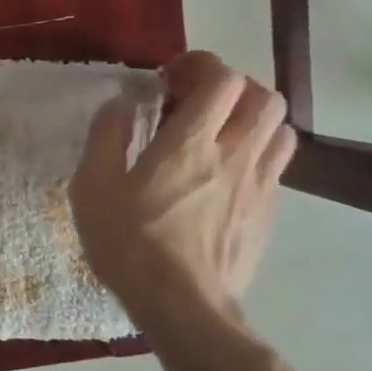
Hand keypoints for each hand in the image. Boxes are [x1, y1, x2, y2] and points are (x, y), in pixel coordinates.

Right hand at [69, 51, 295, 325]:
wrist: (182, 306)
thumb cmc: (130, 243)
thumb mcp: (92, 187)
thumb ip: (106, 137)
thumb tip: (120, 104)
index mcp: (191, 143)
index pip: (221, 79)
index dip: (199, 65)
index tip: (170, 78)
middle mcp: (235, 154)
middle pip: (263, 96)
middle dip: (231, 87)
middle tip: (195, 102)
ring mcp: (260, 185)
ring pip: (279, 128)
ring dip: (250, 118)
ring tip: (217, 133)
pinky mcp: (268, 213)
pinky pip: (275, 165)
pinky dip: (254, 152)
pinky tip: (223, 175)